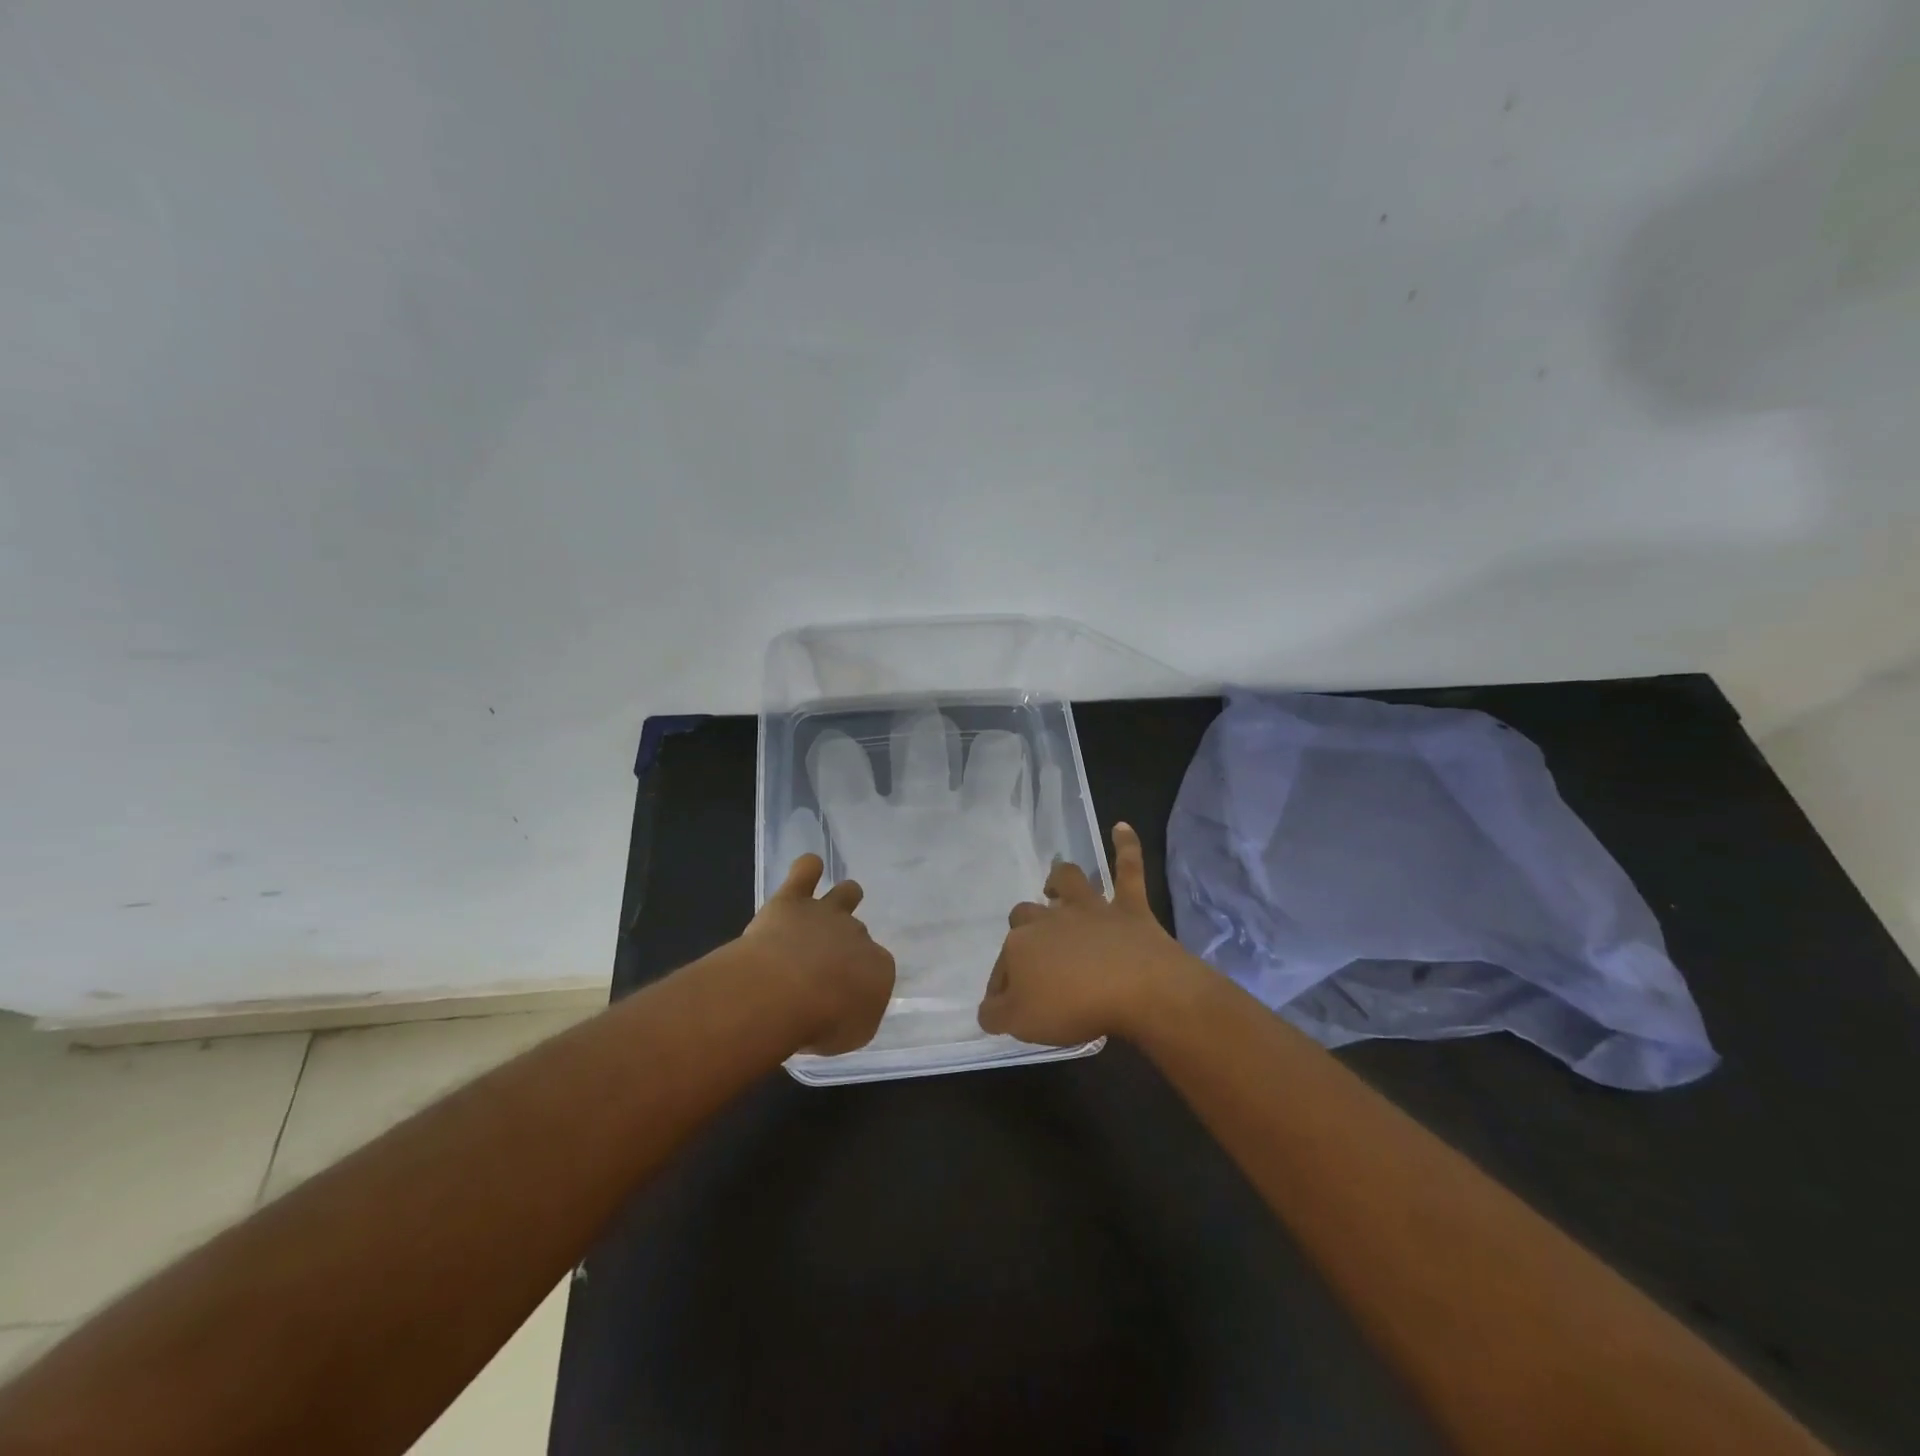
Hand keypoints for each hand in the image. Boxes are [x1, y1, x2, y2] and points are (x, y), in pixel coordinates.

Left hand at [741, 854, 895, 1054]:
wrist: (785, 991)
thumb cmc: (823, 1022)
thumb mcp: (853, 1033)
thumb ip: (856, 1015)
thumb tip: (850, 1005)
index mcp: (879, 968)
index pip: (877, 968)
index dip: (860, 980)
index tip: (844, 995)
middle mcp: (857, 935)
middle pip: (858, 933)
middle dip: (847, 943)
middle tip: (828, 963)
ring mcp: (825, 914)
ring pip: (844, 894)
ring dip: (843, 896)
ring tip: (837, 902)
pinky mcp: (792, 901)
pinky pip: (805, 872)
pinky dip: (808, 868)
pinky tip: (808, 868)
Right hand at [978, 823, 1200, 1045]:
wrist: (1137, 988)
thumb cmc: (1074, 1007)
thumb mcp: (1021, 1023)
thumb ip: (997, 1014)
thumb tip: (987, 1008)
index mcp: (1021, 946)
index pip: (1002, 966)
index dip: (1002, 986)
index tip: (1006, 1008)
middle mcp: (1050, 918)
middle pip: (1026, 916)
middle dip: (1024, 930)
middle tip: (1033, 956)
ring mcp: (1091, 909)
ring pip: (1069, 882)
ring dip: (1059, 882)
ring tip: (1055, 888)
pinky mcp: (1129, 907)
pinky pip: (1127, 869)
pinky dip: (1125, 847)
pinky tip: (1121, 827)